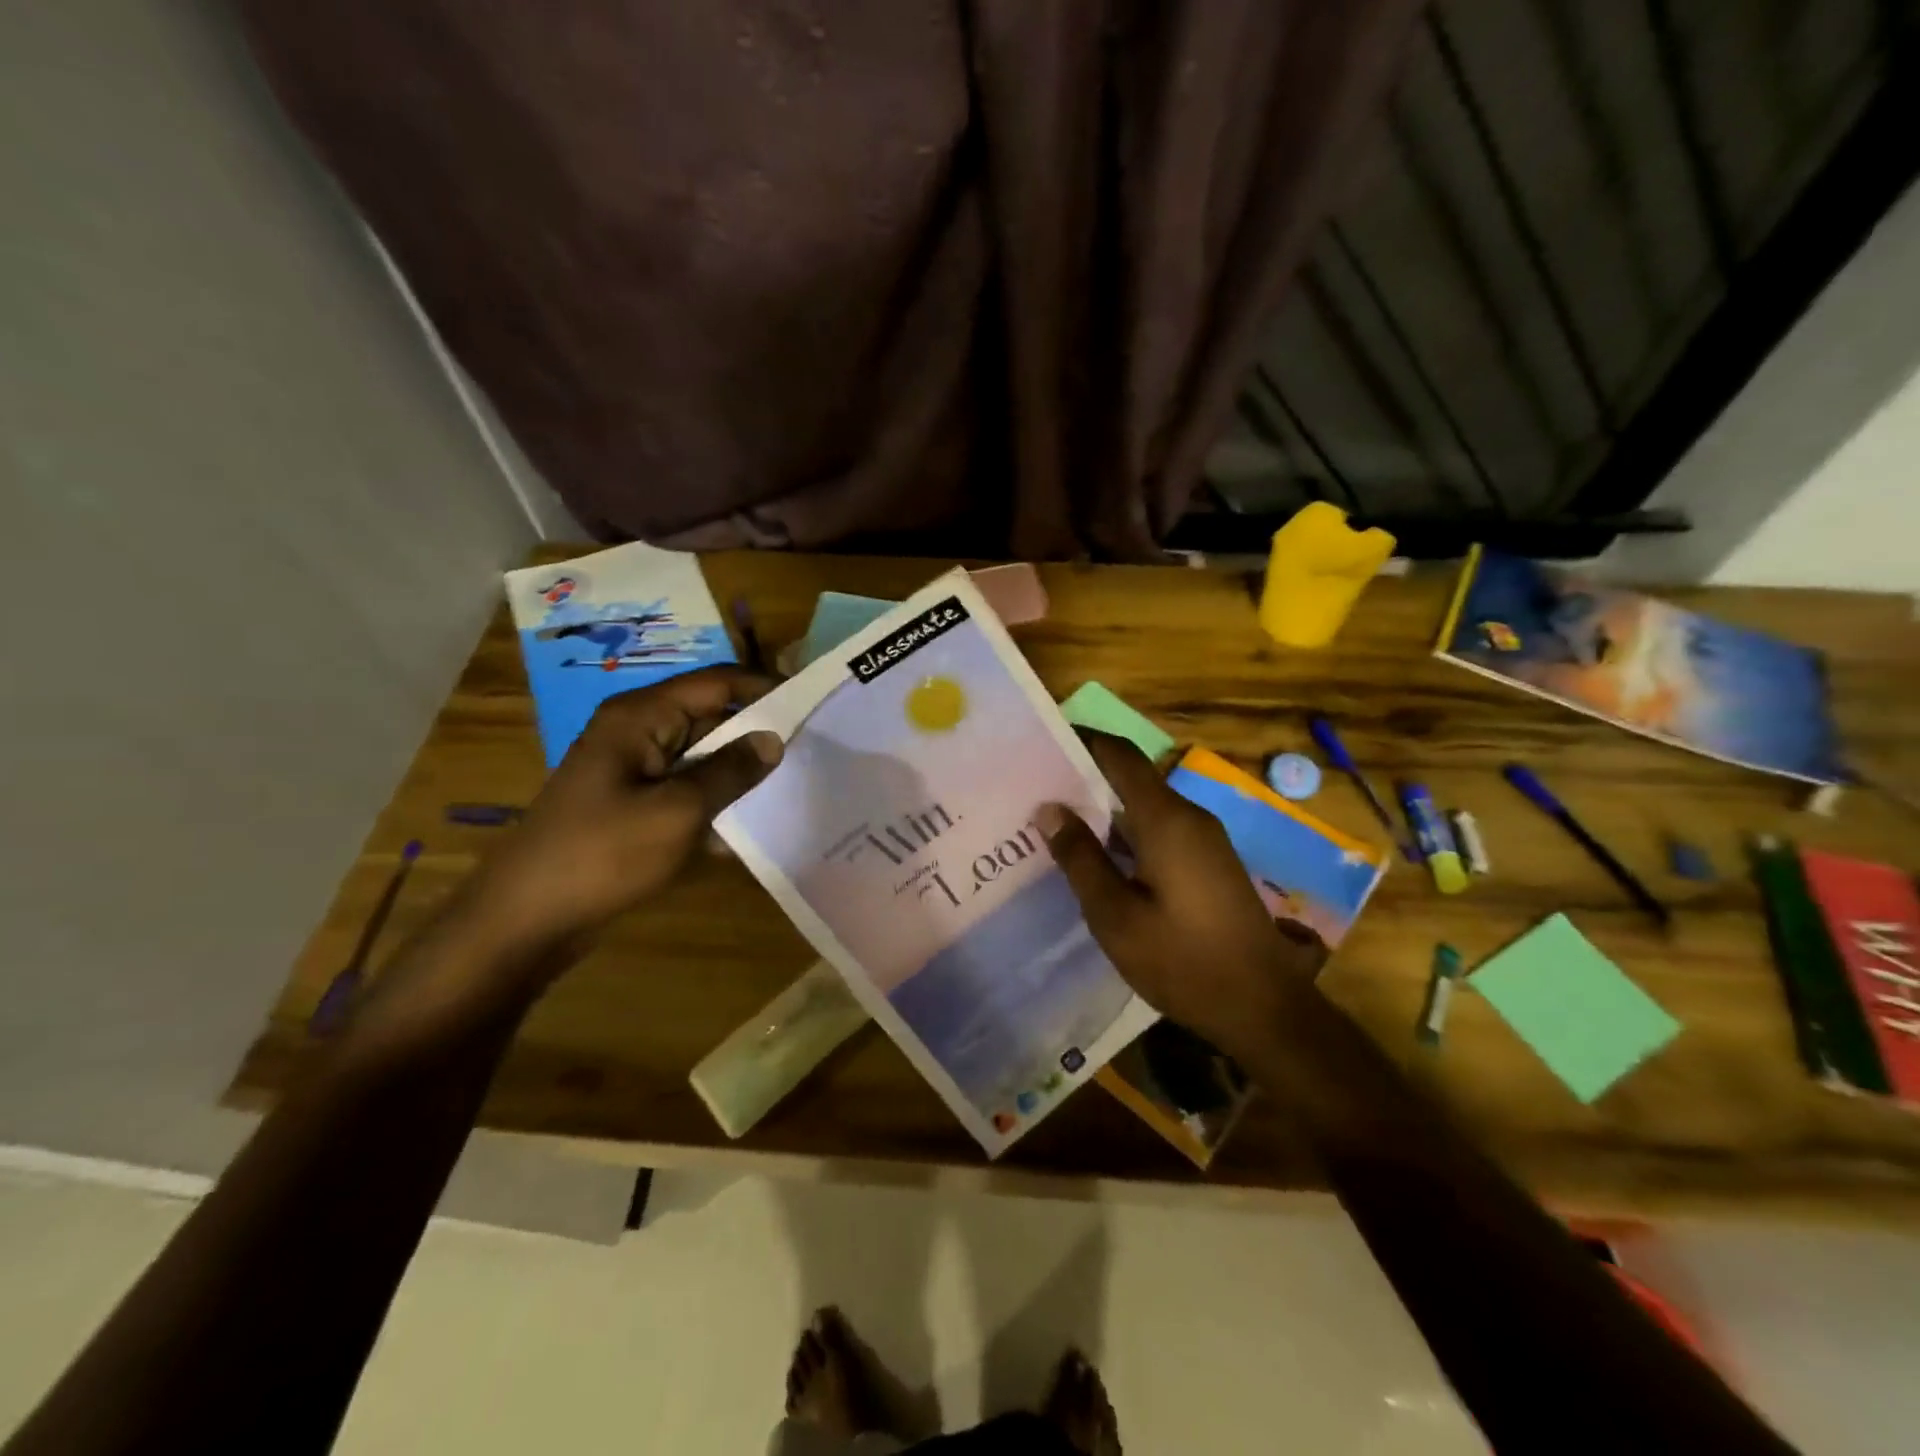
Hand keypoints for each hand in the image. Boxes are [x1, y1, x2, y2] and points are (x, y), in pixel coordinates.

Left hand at [466, 667, 782, 949]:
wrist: (527, 919)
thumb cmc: (602, 854)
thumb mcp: (677, 811)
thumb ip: (730, 771)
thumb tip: (773, 739)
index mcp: (641, 716)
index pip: (717, 682)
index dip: (764, 689)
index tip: (811, 708)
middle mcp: (638, 731)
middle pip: (710, 716)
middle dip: (757, 732)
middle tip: (812, 750)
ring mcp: (634, 769)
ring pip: (702, 755)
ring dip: (739, 770)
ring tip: (793, 784)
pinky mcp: (634, 803)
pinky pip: (686, 789)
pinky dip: (716, 800)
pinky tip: (751, 825)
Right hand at [1036, 732, 1326, 1060]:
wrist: (1263, 1007)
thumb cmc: (1182, 960)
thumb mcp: (1116, 915)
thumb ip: (1081, 858)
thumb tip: (1049, 809)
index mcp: (1166, 820)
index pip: (1120, 756)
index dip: (1084, 741)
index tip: (1043, 743)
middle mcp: (1189, 817)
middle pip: (1131, 779)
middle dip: (1085, 779)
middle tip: (1036, 792)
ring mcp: (1204, 840)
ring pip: (1144, 808)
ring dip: (1104, 811)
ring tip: (1057, 824)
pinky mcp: (1209, 864)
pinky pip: (1160, 831)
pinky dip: (1126, 835)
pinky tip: (1098, 858)